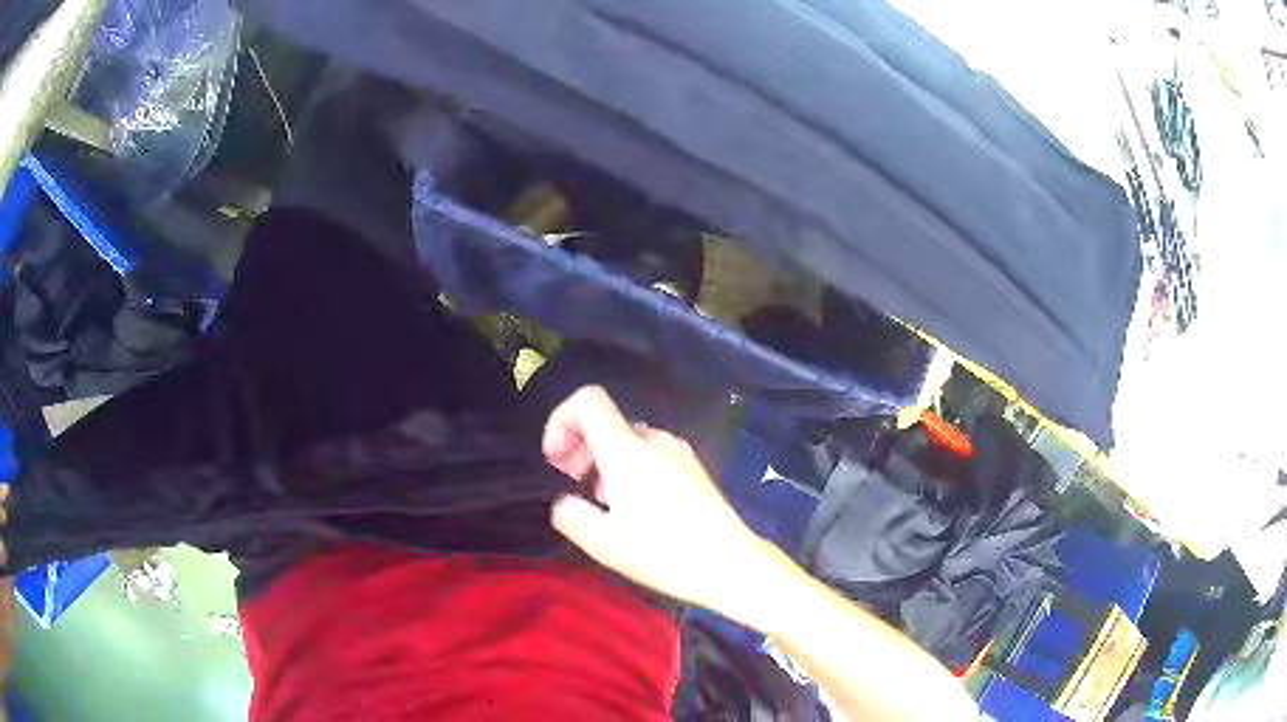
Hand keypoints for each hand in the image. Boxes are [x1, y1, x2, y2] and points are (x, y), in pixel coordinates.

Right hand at [542, 386, 769, 614]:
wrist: (731, 563)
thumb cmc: (664, 553)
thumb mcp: (604, 543)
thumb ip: (570, 515)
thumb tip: (563, 502)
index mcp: (627, 449)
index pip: (588, 399)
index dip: (560, 421)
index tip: (556, 462)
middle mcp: (654, 439)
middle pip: (606, 421)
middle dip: (579, 447)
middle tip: (572, 486)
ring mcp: (678, 450)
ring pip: (627, 439)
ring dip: (603, 461)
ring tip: (604, 504)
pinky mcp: (693, 467)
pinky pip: (650, 453)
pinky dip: (629, 468)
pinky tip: (635, 507)